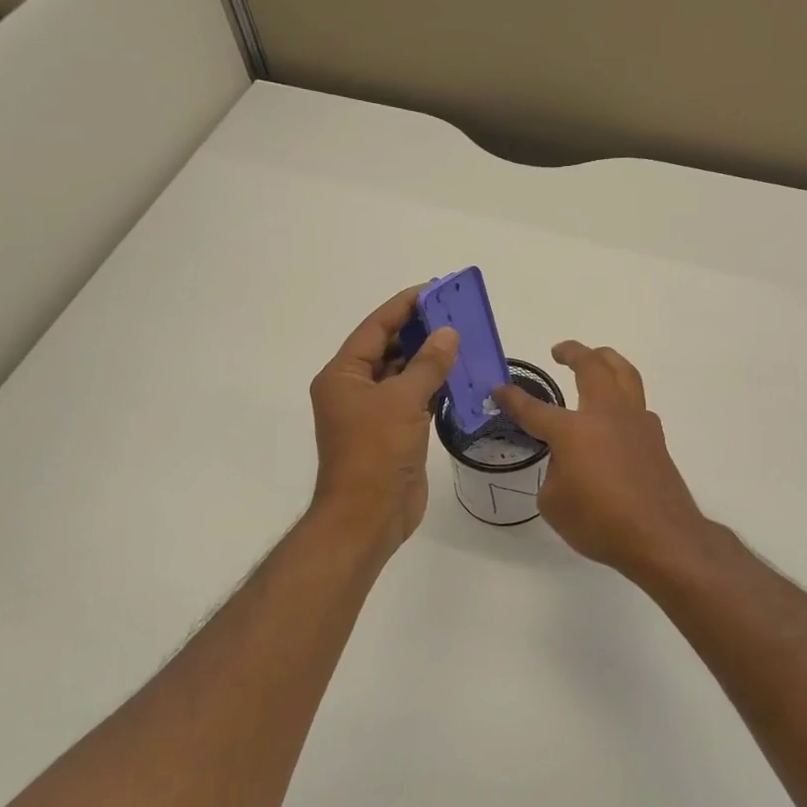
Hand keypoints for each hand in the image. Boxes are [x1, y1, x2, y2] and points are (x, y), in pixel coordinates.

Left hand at [309, 287, 457, 550]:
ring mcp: (374, 412)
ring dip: (430, 359)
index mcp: (343, 375)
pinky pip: (416, 398)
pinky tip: (461, 375)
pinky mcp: (394, 432)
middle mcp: (355, 389)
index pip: (375, 329)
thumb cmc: (376, 452)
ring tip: (463, 338)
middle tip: (455, 312)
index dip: (403, 307)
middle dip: (420, 330)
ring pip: (404, 374)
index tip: (433, 290)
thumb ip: (427, 364)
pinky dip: (435, 386)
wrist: (369, 516)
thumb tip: (448, 333)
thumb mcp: (403, 401)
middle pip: (388, 348)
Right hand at [494, 341, 712, 578]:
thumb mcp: (555, 503)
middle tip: (560, 350)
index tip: (499, 389)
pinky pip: (637, 402)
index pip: (534, 409)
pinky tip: (616, 412)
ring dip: (607, 359)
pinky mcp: (655, 437)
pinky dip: (624, 394)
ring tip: (596, 358)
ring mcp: (636, 422)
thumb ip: (555, 472)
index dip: (513, 399)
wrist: (661, 537)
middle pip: (592, 366)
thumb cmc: (600, 523)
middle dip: (573, 352)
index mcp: (573, 430)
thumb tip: (568, 461)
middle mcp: (606, 415)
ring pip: (624, 373)